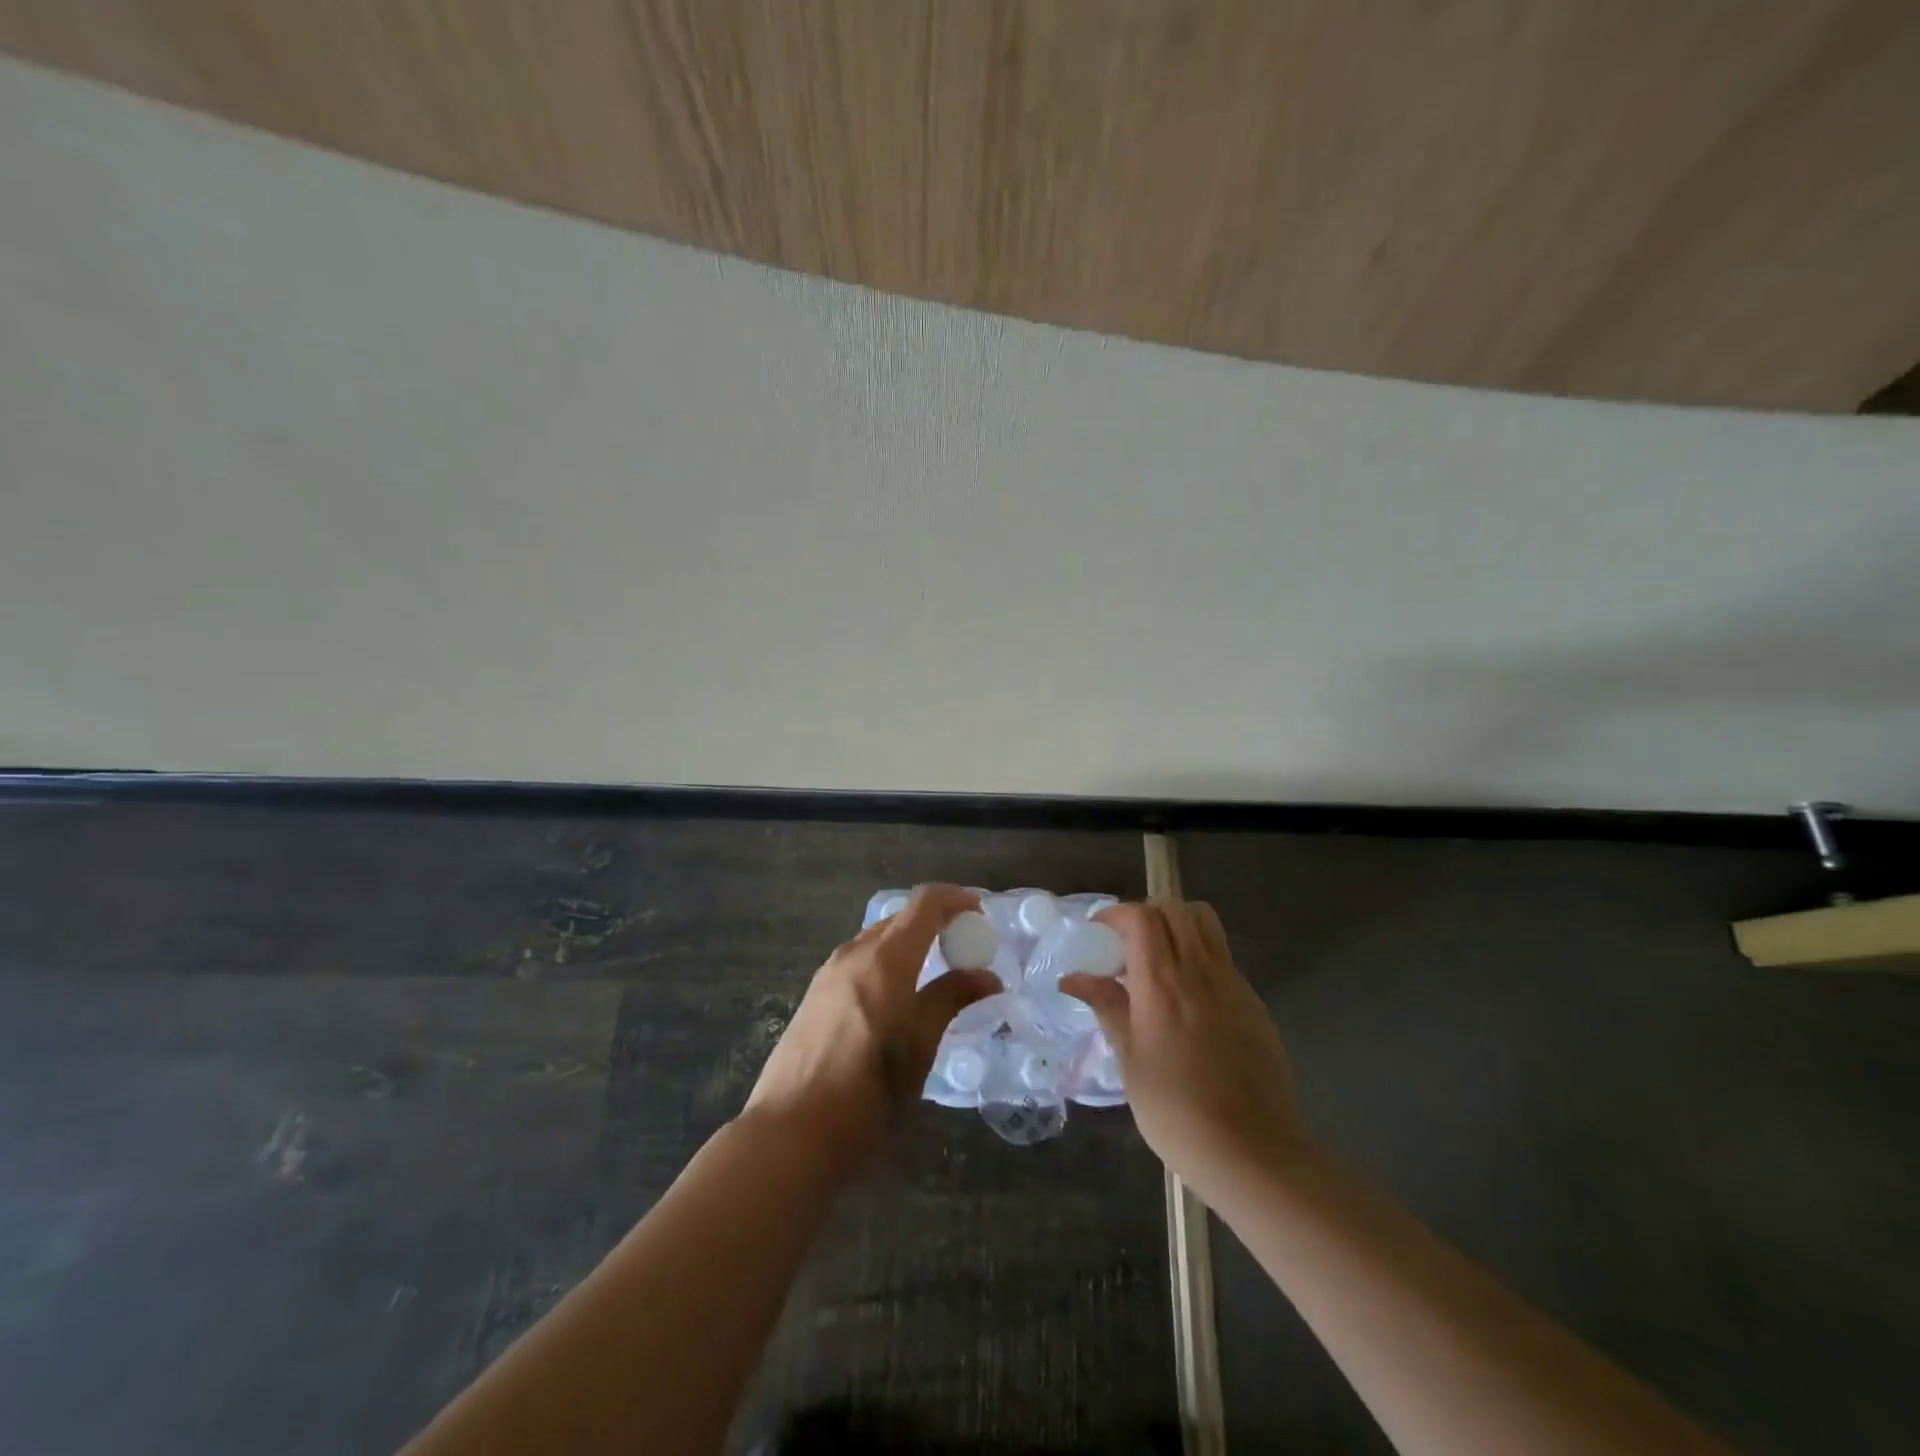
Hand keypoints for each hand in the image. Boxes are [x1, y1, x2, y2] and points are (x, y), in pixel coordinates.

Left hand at [745, 884, 999, 1168]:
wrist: (789, 1134)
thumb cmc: (866, 1093)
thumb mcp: (918, 1047)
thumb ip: (951, 999)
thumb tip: (987, 976)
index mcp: (884, 959)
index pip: (924, 903)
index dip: (956, 899)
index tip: (981, 914)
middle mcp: (854, 953)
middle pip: (901, 918)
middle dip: (936, 922)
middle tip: (966, 948)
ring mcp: (829, 973)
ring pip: (878, 939)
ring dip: (911, 942)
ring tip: (936, 972)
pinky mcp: (815, 995)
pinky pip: (860, 960)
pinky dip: (888, 961)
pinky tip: (898, 996)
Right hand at [1062, 898, 1304, 1200]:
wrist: (1251, 1151)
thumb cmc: (1176, 1111)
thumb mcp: (1129, 1060)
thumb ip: (1107, 1007)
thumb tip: (1072, 978)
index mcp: (1162, 982)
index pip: (1142, 917)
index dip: (1117, 913)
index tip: (1099, 931)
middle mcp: (1199, 971)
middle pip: (1176, 908)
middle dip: (1147, 912)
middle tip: (1128, 943)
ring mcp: (1233, 984)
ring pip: (1206, 923)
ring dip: (1178, 925)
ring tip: (1159, 959)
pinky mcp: (1254, 1003)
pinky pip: (1223, 957)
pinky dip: (1200, 955)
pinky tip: (1189, 997)